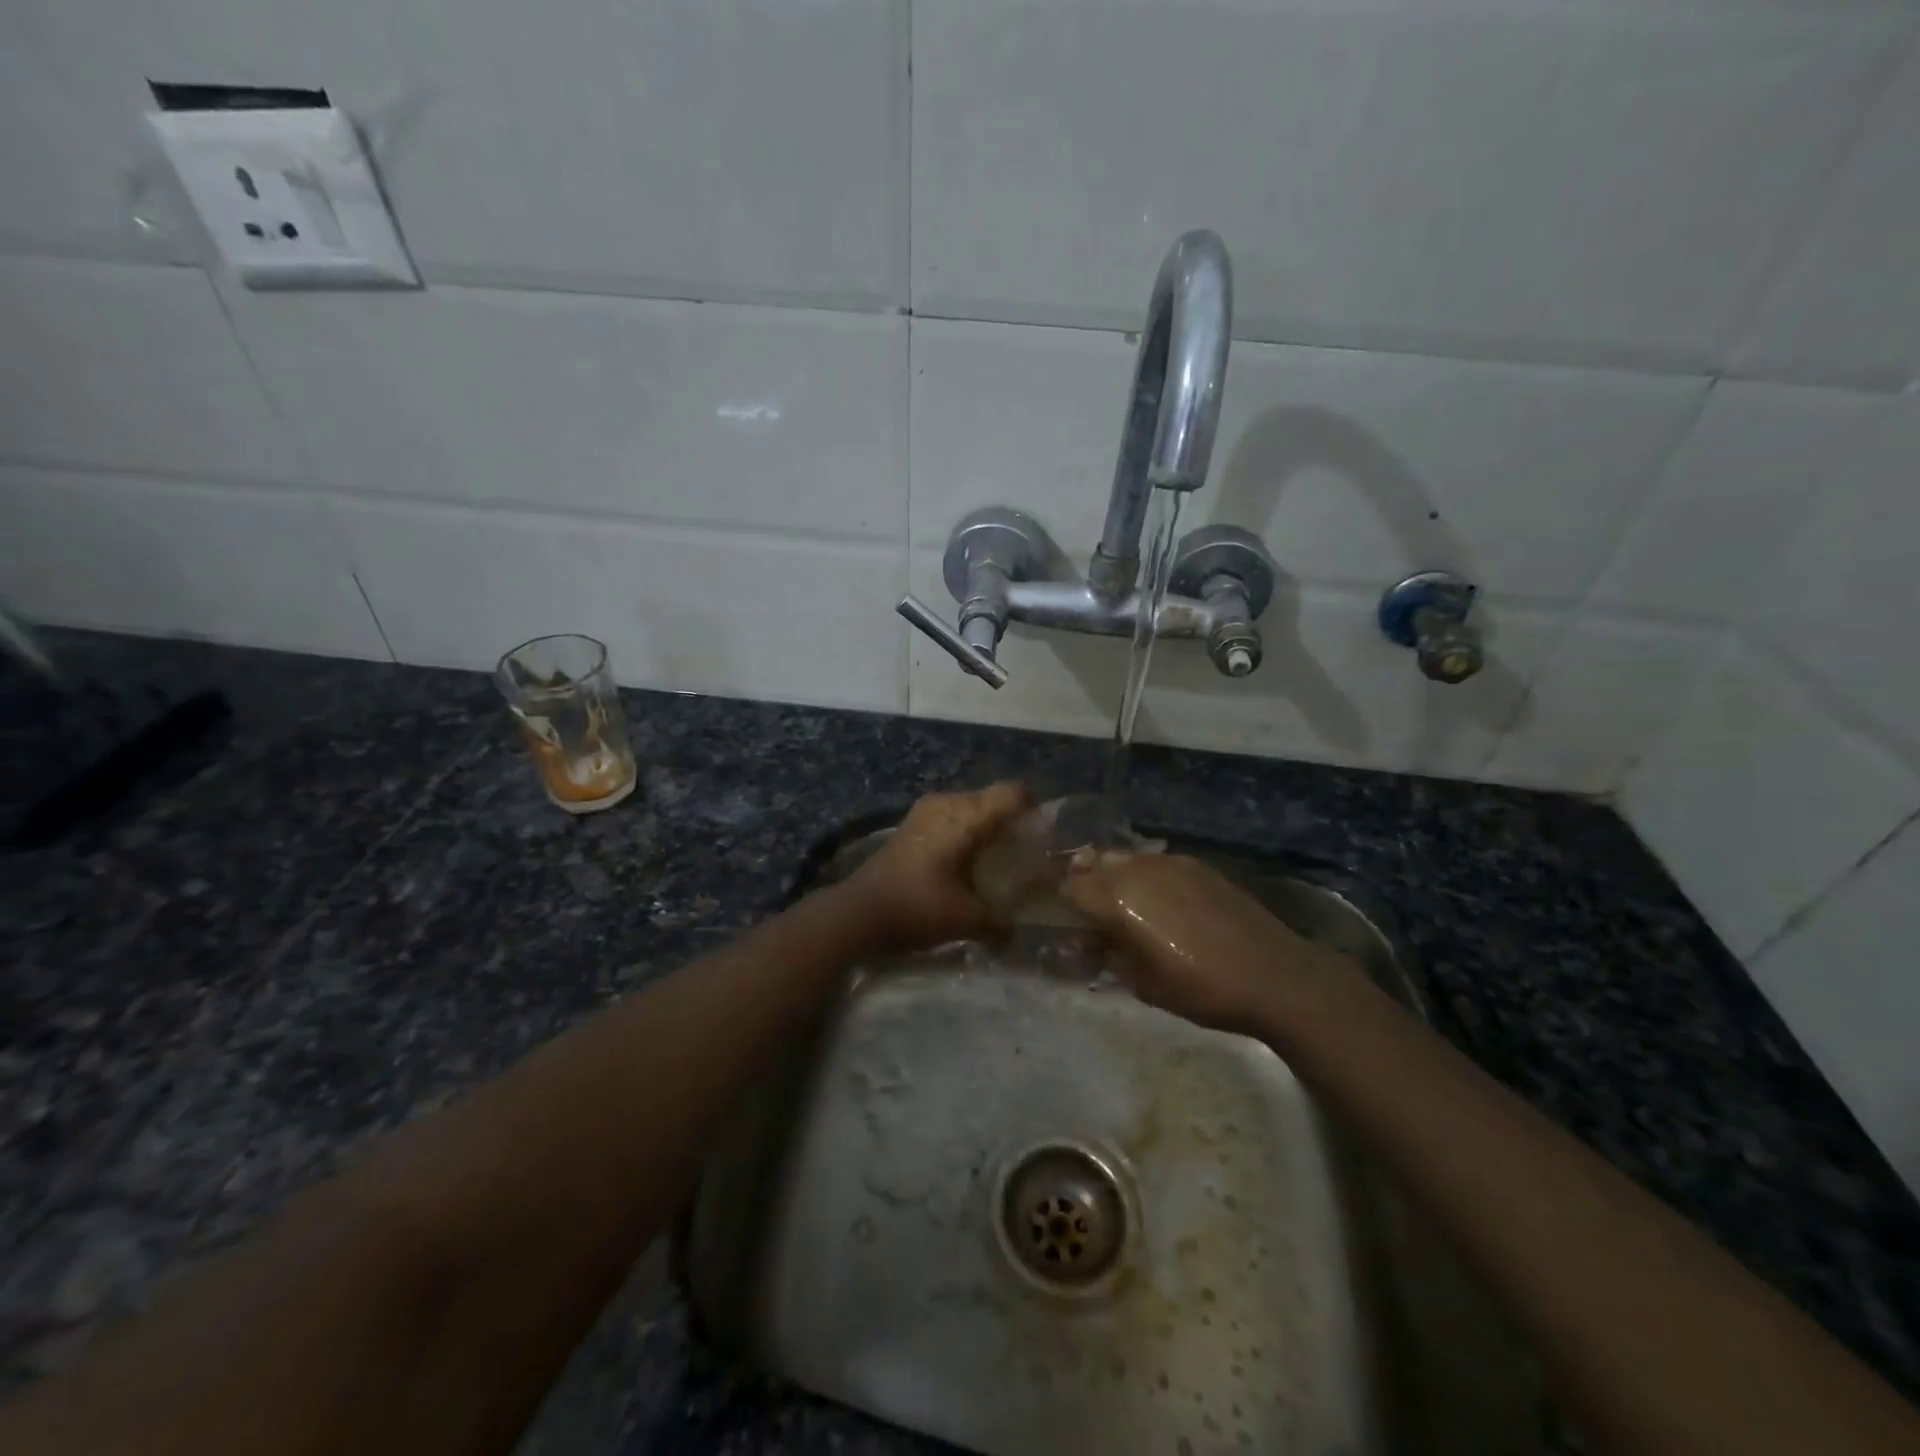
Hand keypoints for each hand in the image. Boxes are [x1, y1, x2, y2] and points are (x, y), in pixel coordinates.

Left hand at [841, 781, 1033, 950]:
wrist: (856, 912)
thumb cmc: (916, 907)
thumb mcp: (966, 919)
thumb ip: (999, 923)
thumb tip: (1016, 932)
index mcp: (965, 816)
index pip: (1013, 792)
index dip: (1035, 808)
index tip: (1044, 836)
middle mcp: (946, 803)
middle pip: (992, 798)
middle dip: (1011, 823)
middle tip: (1024, 855)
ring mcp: (925, 811)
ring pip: (970, 808)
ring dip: (986, 829)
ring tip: (996, 862)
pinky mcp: (911, 825)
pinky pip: (950, 818)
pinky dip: (964, 834)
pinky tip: (966, 864)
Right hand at [1062, 851, 1358, 1034]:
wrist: (1273, 974)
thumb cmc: (1200, 989)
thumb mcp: (1141, 982)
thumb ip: (1104, 954)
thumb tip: (1082, 940)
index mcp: (1117, 899)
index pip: (1069, 887)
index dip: (1059, 902)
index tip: (1061, 919)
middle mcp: (1137, 869)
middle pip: (1092, 862)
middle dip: (1081, 881)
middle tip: (1085, 909)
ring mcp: (1168, 862)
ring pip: (1122, 857)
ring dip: (1111, 874)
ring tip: (1118, 901)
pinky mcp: (1195, 864)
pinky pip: (1153, 861)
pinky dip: (1142, 874)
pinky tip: (1156, 899)